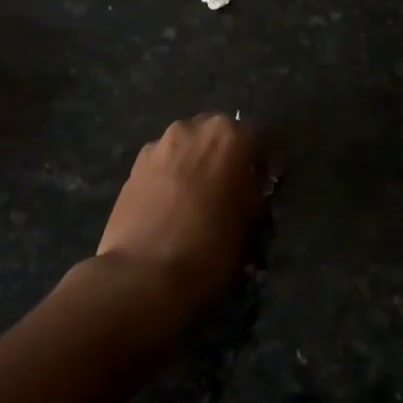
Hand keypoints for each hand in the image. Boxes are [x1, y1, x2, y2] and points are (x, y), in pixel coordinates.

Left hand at [97, 113, 271, 309]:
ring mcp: (159, 144)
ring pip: (189, 145)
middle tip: (233, 186)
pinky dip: (174, 174)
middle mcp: (193, 127)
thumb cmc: (210, 246)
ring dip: (199, 161)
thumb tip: (252, 179)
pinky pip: (165, 161)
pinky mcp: (134, 165)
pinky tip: (173, 203)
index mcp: (230, 135)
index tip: (267, 184)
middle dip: (229, 155)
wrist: (142, 274)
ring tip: (199, 195)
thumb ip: (255, 188)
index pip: (260, 138)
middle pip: (220, 134)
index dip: (266, 162)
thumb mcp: (251, 219)